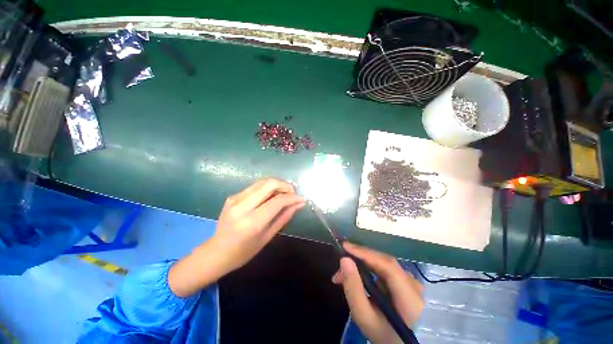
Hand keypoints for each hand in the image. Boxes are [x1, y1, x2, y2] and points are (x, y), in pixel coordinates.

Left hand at [169, 178, 304, 296]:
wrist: (216, 252)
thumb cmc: (244, 251)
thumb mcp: (268, 236)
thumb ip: (284, 217)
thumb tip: (299, 204)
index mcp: (252, 222)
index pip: (277, 201)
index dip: (292, 197)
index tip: (301, 198)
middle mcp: (242, 206)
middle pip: (269, 184)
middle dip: (285, 185)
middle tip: (293, 194)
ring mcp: (235, 199)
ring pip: (263, 182)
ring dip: (277, 185)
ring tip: (285, 194)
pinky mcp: (233, 196)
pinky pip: (255, 186)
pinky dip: (268, 188)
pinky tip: (272, 196)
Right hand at [332, 243, 423, 343]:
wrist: (400, 343)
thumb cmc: (383, 334)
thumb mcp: (364, 317)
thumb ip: (354, 289)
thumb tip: (344, 260)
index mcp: (410, 297)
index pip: (388, 266)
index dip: (366, 253)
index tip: (345, 247)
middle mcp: (414, 284)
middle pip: (384, 261)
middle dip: (359, 258)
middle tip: (340, 264)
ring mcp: (411, 281)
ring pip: (382, 263)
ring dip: (362, 263)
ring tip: (343, 273)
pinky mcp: (405, 281)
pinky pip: (384, 268)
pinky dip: (368, 268)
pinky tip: (356, 274)